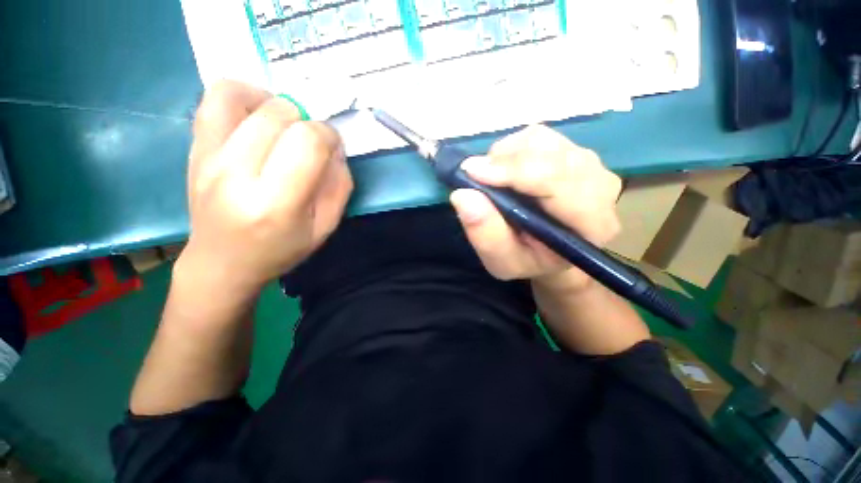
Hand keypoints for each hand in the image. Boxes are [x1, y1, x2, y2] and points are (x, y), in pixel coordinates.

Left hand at [178, 81, 352, 293]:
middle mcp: (236, 175)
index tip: (332, 148)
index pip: (307, 142)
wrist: (223, 262)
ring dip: (275, 104)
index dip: (329, 136)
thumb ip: (339, 186)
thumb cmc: (281, 249)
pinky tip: (257, 117)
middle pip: (278, 115)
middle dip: (306, 122)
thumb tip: (335, 149)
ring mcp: (208, 158)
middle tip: (309, 144)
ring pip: (242, 96)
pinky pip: (214, 99)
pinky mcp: (194, 149)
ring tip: (284, 126)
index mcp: (276, 203)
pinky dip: (243, 96)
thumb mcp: (326, 227)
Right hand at [449, 125, 621, 293]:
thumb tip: (462, 195)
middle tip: (475, 177)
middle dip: (505, 162)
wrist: (550, 252)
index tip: (471, 172)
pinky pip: (539, 137)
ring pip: (543, 140)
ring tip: (492, 178)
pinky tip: (505, 170)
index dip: (513, 172)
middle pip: (551, 154)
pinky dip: (512, 149)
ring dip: (507, 154)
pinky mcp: (574, 152)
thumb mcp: (501, 261)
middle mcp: (600, 187)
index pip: (557, 181)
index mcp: (591, 223)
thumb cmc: (527, 260)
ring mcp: (590, 164)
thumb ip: (485, 234)